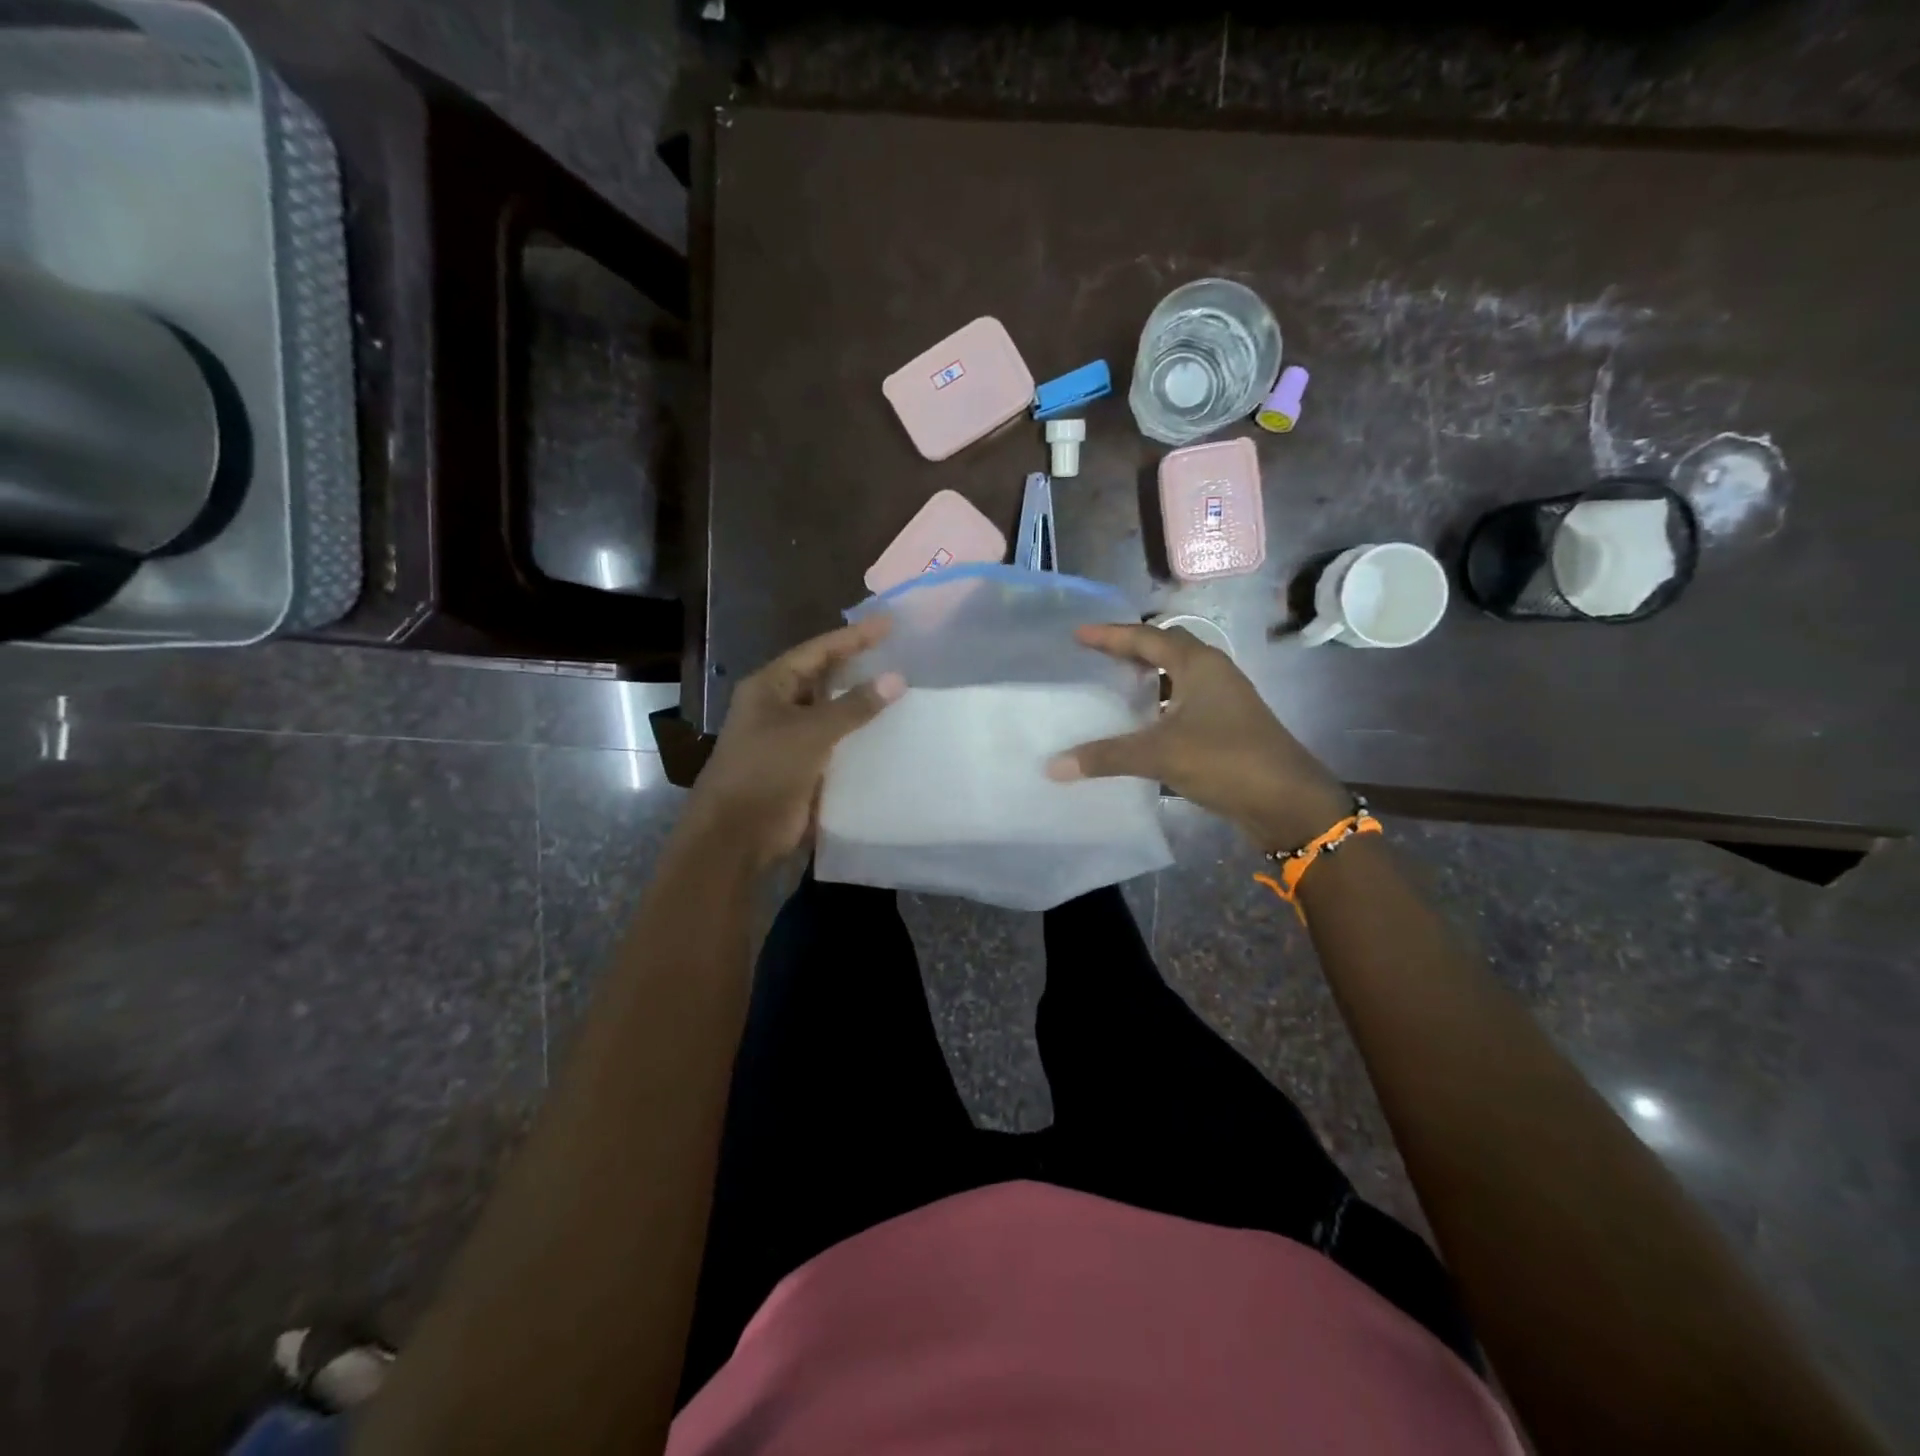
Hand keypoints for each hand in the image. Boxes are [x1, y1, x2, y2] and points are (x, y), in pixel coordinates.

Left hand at [684, 616, 904, 868]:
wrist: (738, 834)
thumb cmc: (766, 770)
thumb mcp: (811, 732)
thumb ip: (855, 706)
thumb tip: (897, 678)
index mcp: (770, 686)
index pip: (818, 651)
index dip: (854, 637)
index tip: (890, 624)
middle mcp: (779, 706)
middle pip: (825, 678)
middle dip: (859, 666)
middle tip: (900, 653)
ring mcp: (790, 737)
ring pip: (833, 711)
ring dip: (862, 703)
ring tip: (903, 688)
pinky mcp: (803, 766)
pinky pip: (837, 742)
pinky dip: (860, 735)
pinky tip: (890, 732)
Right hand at [1046, 623, 1350, 850]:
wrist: (1288, 802)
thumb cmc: (1226, 761)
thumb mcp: (1160, 754)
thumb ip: (1106, 756)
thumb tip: (1053, 765)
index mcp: (1199, 664)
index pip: (1148, 637)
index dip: (1111, 635)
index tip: (1079, 634)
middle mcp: (1213, 674)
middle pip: (1166, 649)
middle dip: (1131, 650)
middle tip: (1095, 656)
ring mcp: (1223, 700)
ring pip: (1177, 677)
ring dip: (1148, 678)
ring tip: (1113, 685)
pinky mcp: (1226, 726)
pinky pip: (1183, 703)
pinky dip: (1159, 705)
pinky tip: (1140, 725)